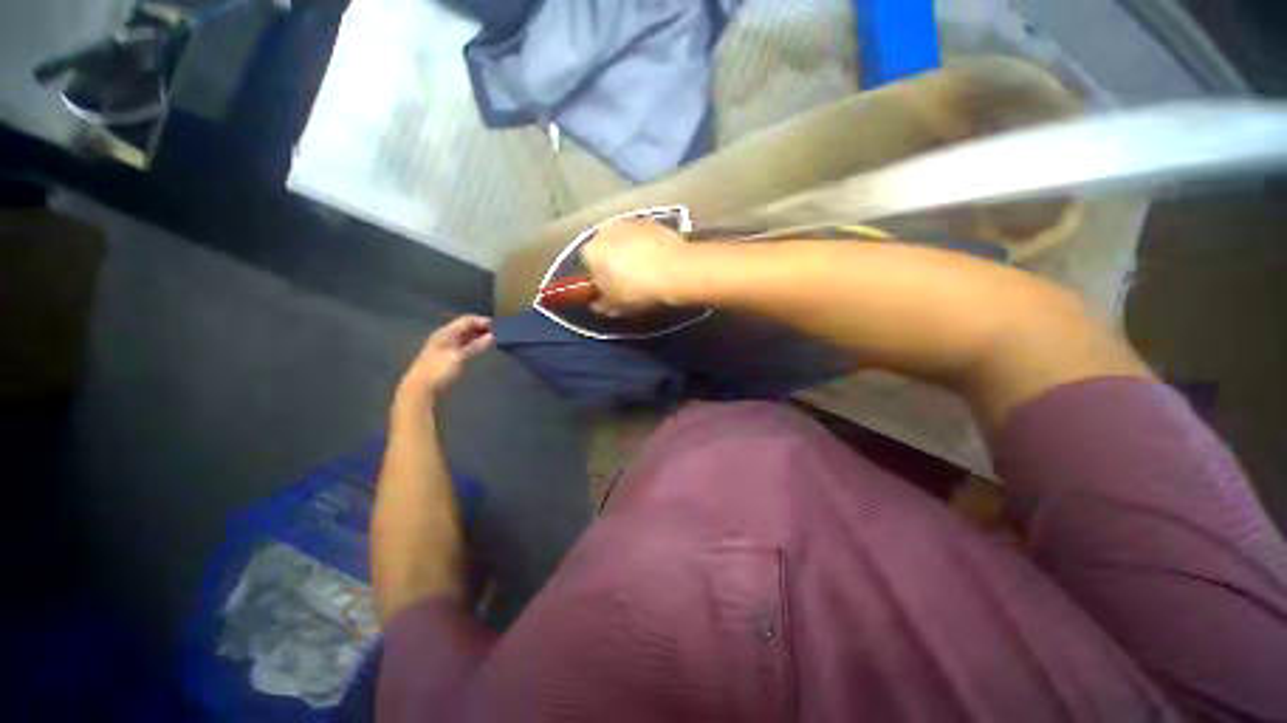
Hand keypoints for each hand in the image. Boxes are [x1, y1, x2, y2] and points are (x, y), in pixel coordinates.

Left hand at [397, 315, 492, 402]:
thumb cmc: (438, 370)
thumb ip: (476, 346)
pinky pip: (465, 345)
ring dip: (479, 337)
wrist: (420, 388)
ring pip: (466, 336)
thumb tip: (493, 336)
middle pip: (467, 327)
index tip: (499, 327)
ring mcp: (447, 346)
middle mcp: (446, 336)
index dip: (482, 321)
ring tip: (494, 341)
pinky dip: (475, 345)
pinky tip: (483, 349)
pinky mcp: (449, 356)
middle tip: (499, 334)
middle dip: (482, 328)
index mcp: (446, 332)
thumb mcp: (458, 357)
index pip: (467, 319)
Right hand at [580, 219, 687, 316]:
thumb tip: (598, 304)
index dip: (597, 280)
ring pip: (624, 241)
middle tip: (626, 283)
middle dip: (612, 263)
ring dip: (629, 253)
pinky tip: (658, 263)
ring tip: (645, 273)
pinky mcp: (653, 221)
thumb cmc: (638, 290)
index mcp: (591, 251)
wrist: (677, 271)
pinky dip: (647, 247)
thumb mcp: (615, 307)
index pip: (587, 266)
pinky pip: (643, 237)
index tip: (608, 292)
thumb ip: (601, 305)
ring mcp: (630, 222)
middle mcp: (605, 230)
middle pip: (604, 249)